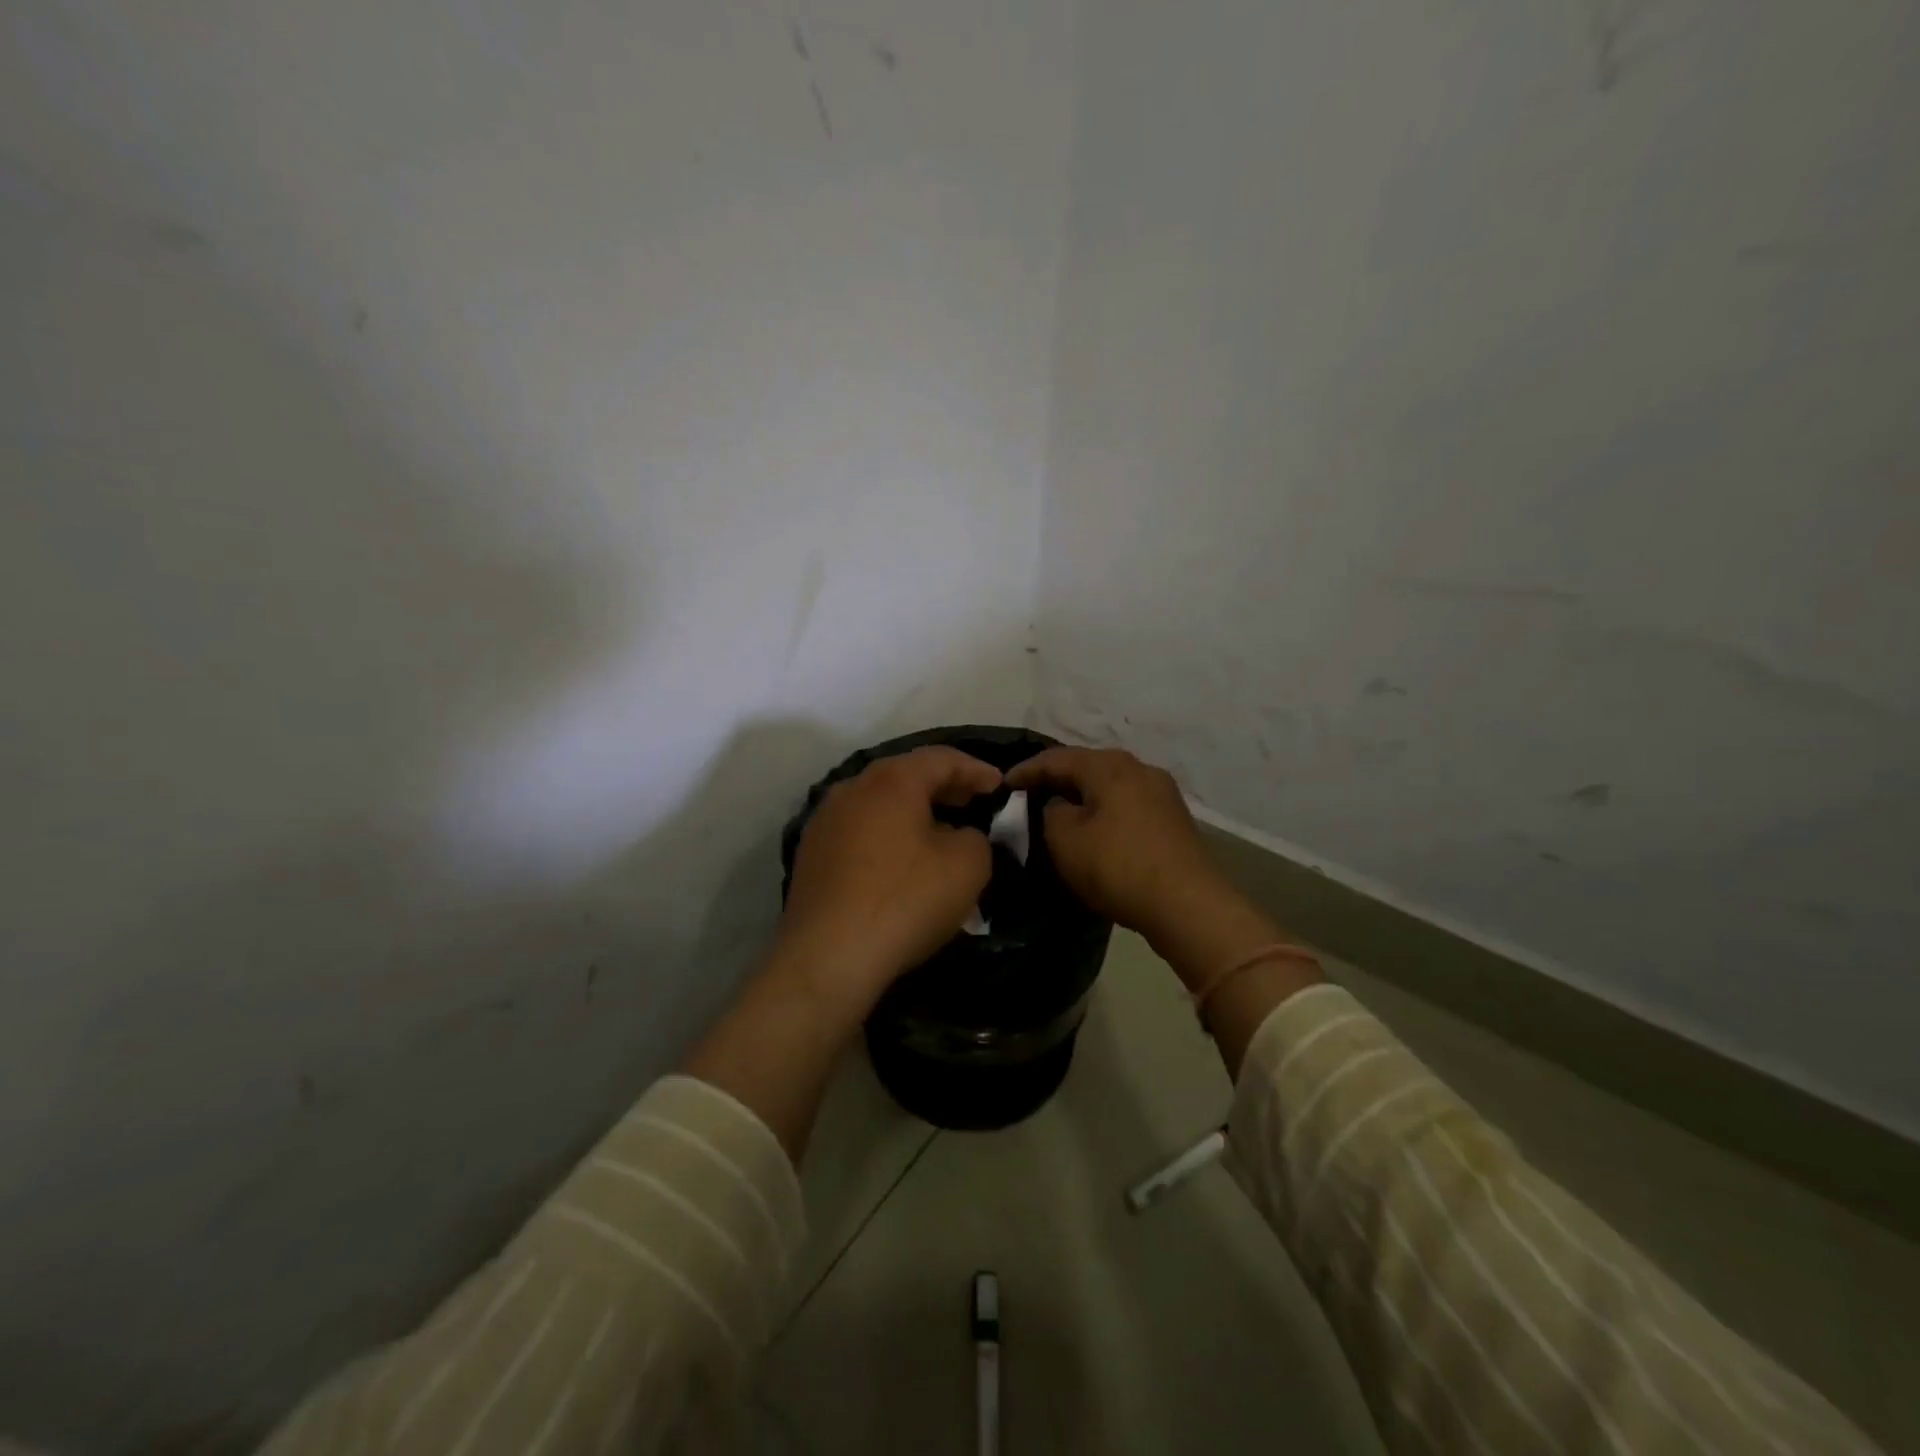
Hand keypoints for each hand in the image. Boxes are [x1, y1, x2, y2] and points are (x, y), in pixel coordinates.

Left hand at [773, 746, 1001, 1013]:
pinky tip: (902, 860)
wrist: (828, 957)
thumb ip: (976, 837)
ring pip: (879, 802)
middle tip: (973, 801)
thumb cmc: (905, 900)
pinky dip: (887, 833)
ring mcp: (825, 821)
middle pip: (906, 775)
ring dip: (913, 810)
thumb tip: (961, 836)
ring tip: (941, 830)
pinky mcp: (811, 855)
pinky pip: (860, 830)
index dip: (976, 769)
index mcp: (891, 780)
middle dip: (944, 786)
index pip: (942, 758)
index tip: (1000, 786)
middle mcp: (852, 788)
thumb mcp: (967, 866)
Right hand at [1006, 747, 1220, 936]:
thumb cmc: (1117, 865)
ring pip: (1109, 786)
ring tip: (1059, 812)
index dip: (1026, 770)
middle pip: (1087, 767)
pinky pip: (1127, 805)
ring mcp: (1161, 793)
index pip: (1056, 758)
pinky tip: (1095, 829)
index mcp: (1109, 765)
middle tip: (1029, 795)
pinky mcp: (1173, 819)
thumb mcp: (1064, 840)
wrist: (1187, 904)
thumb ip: (1051, 813)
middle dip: (1057, 780)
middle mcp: (1139, 768)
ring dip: (1083, 796)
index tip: (1002, 785)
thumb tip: (1060, 806)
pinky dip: (1105, 812)